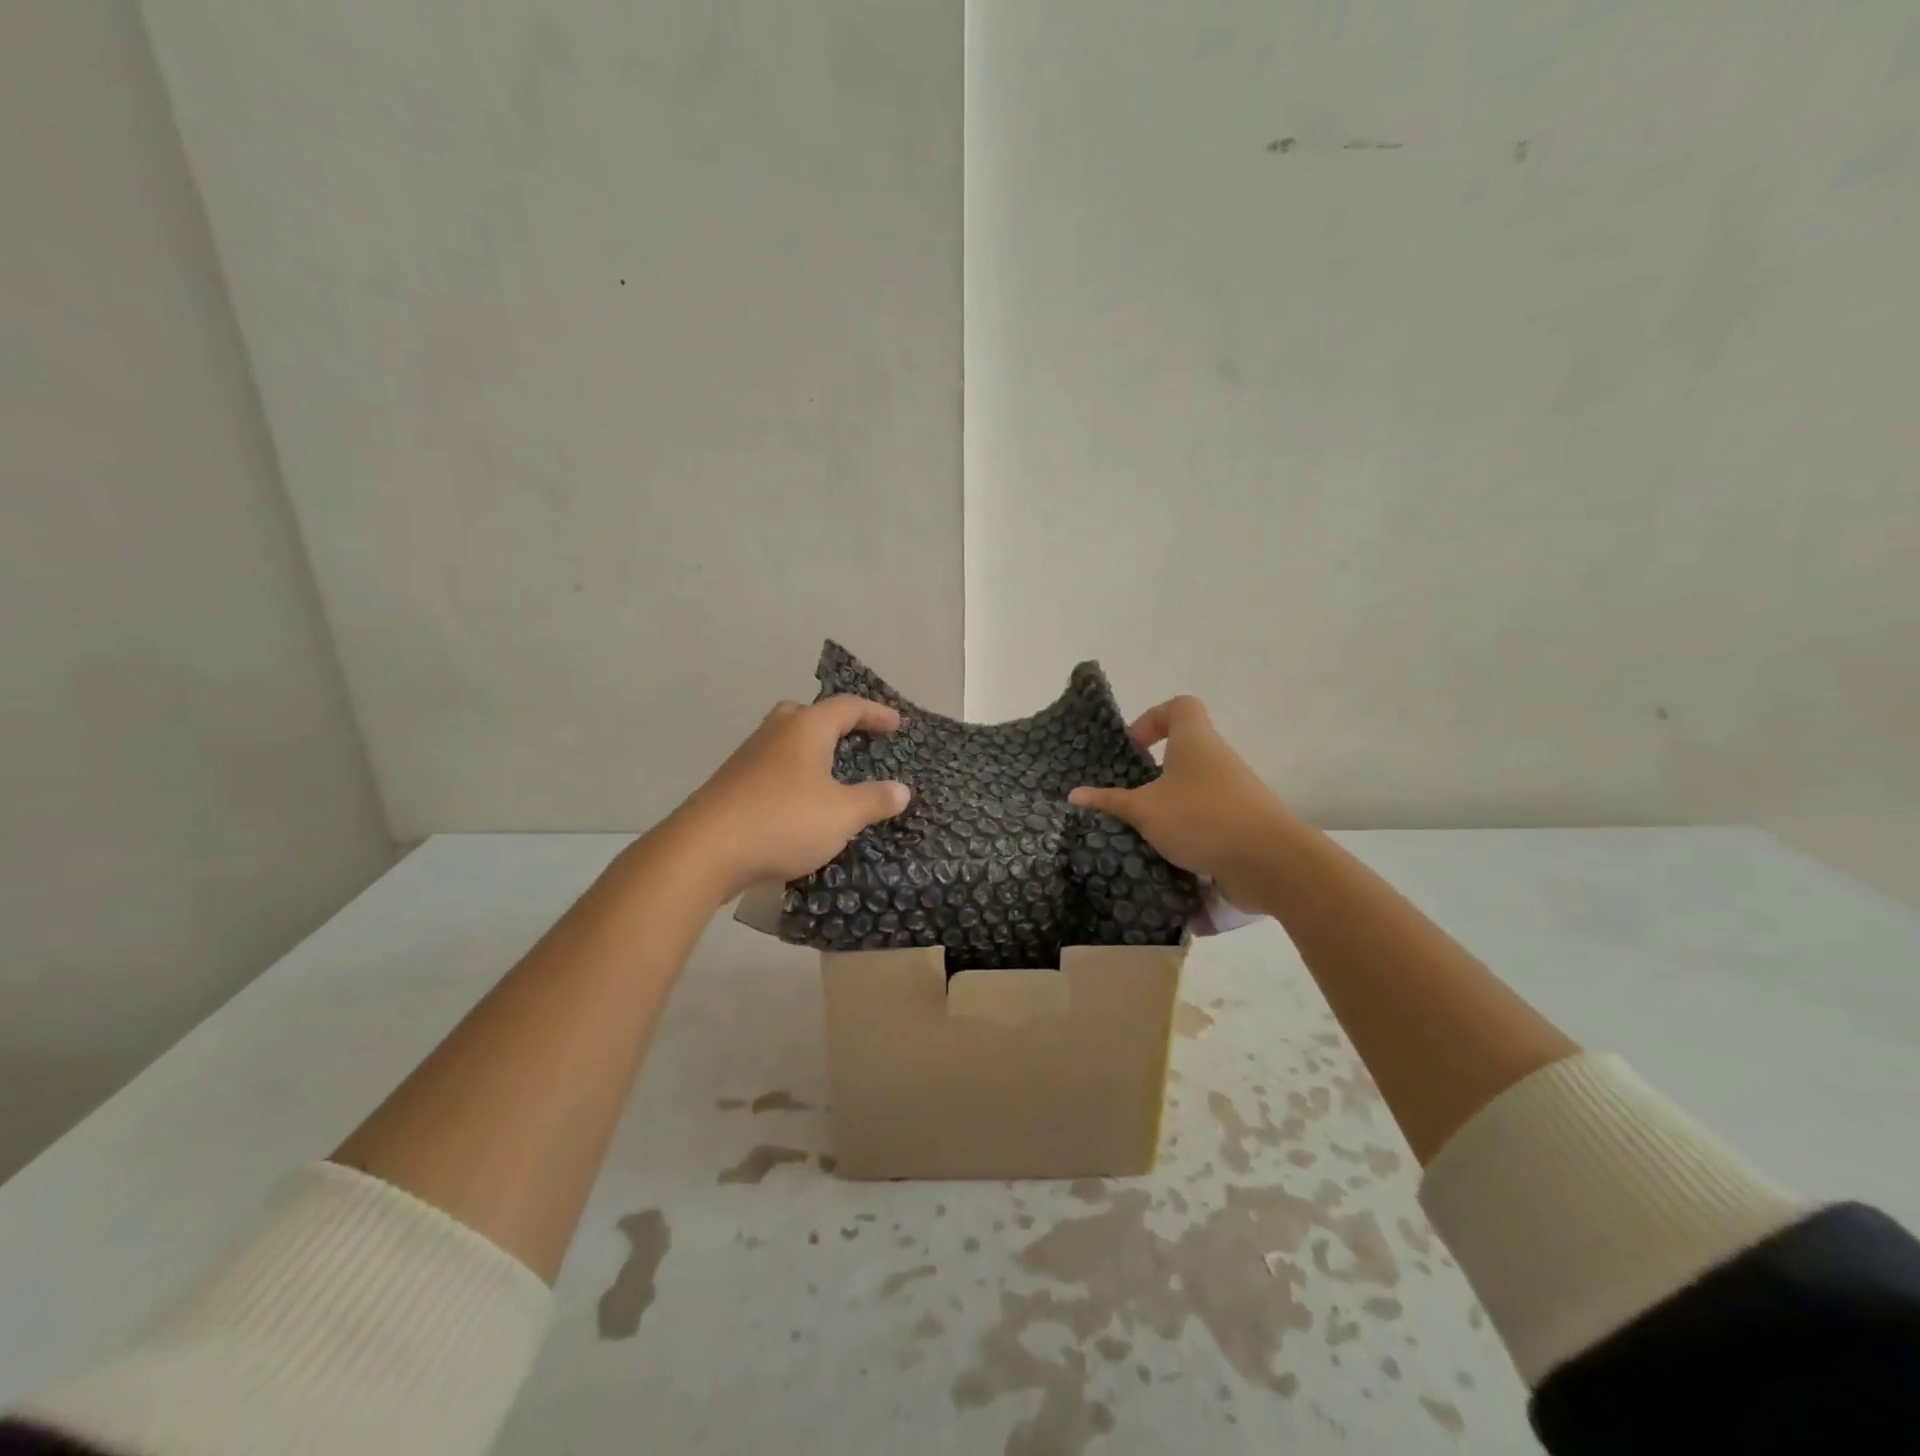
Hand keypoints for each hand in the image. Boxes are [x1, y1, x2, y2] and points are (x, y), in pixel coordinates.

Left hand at [667, 696, 911, 900]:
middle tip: (855, 740)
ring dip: (811, 752)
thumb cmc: (784, 821)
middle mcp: (775, 733)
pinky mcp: (731, 785)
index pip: (848, 707)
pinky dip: (792, 776)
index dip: (875, 713)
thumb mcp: (842, 815)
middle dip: (834, 724)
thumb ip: (874, 800)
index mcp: (806, 728)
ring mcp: (748, 758)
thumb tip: (902, 790)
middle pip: (807, 714)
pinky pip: (771, 768)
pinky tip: (799, 804)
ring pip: (785, 742)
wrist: (704, 850)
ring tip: (831, 775)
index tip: (896, 724)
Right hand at [1068, 696, 1290, 907]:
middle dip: (1156, 772)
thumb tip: (1074, 795)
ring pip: (1196, 788)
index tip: (1134, 747)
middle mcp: (1219, 759)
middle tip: (1130, 796)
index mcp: (1196, 742)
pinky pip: (1210, 818)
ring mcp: (1236, 792)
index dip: (1154, 718)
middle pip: (1186, 751)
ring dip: (1171, 806)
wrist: (1271, 861)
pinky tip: (1169, 857)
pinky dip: (1189, 832)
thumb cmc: (1202, 818)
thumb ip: (1110, 802)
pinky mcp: (1244, 823)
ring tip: (1144, 831)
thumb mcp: (1145, 811)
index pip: (1180, 707)